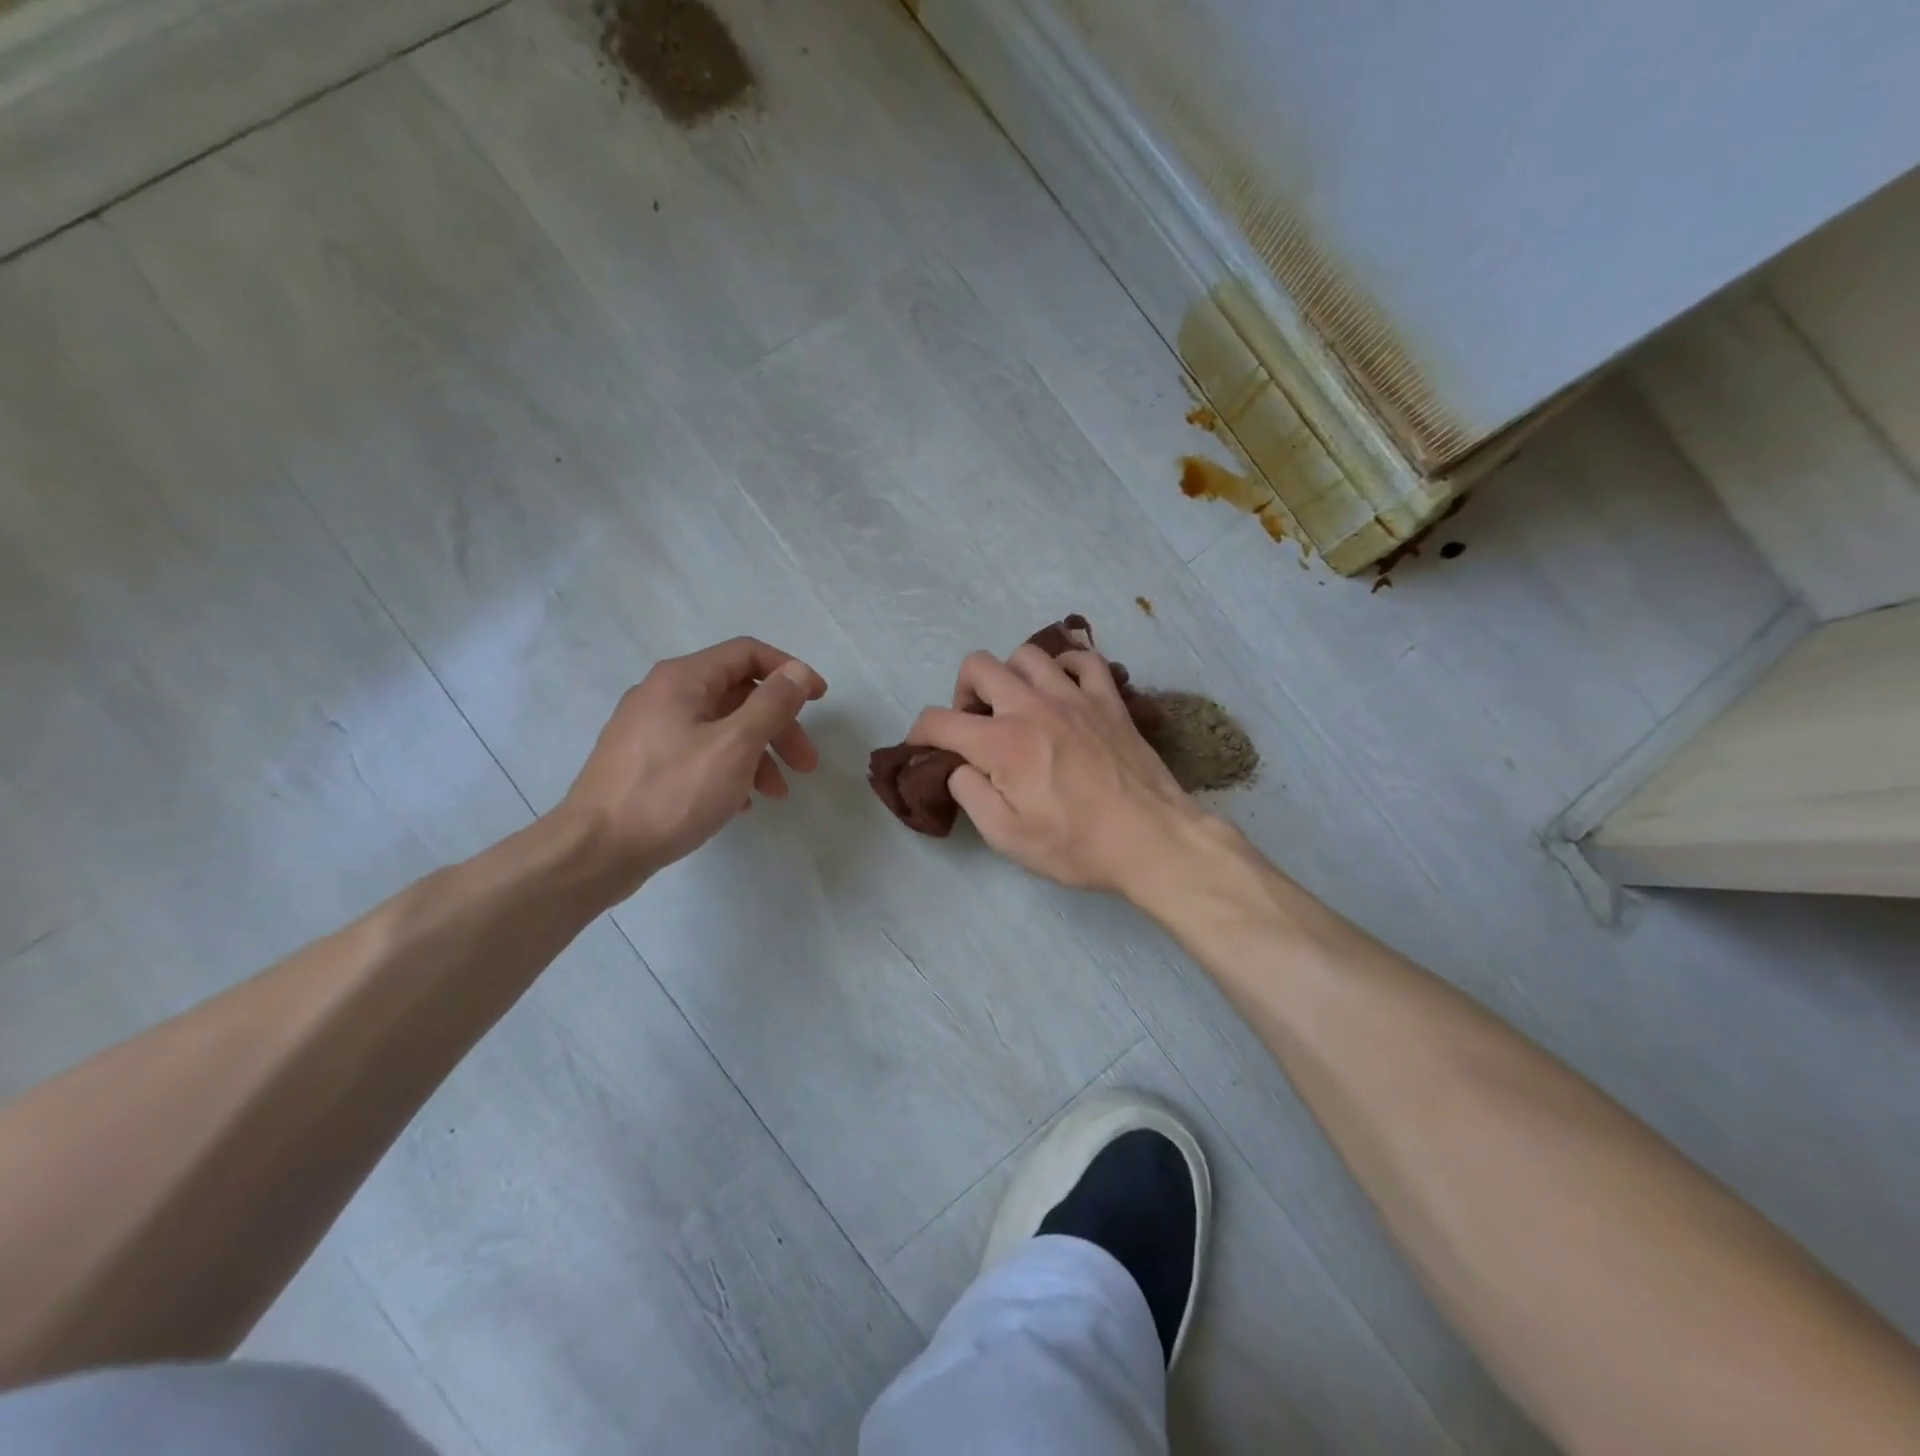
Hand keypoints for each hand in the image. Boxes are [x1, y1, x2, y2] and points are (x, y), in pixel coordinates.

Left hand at [556, 637, 826, 898]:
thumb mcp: (734, 746)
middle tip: (806, 764)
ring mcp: (650, 730)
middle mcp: (663, 695)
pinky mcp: (644, 763)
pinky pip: (699, 753)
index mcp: (683, 679)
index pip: (747, 654)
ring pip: (720, 728)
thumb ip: (772, 704)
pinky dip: (729, 770)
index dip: (790, 672)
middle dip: (779, 726)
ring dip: (758, 754)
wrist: (595, 850)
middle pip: (737, 695)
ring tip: (777, 794)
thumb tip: (798, 671)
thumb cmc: (671, 792)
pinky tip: (741, 803)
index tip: (820, 700)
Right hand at [907, 644, 1203, 894]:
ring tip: (1016, 707)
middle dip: (963, 693)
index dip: (918, 734)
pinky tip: (1061, 689)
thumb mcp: (1006, 837)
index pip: (938, 720)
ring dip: (1010, 676)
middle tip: (975, 726)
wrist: (1152, 840)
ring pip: (1027, 654)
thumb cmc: (1076, 845)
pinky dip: (1064, 666)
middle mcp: (1033, 705)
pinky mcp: (1109, 699)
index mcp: (1002, 742)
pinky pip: (1082, 658)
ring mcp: (1075, 696)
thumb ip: (970, 794)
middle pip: (977, 666)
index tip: (921, 749)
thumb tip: (960, 767)